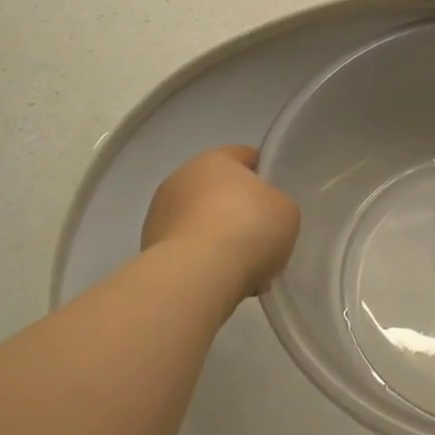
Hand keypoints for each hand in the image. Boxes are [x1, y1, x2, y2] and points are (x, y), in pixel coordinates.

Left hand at [143, 146, 299, 300]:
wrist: (198, 275)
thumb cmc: (249, 229)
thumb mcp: (286, 211)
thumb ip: (276, 204)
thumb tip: (263, 214)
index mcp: (215, 159)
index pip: (244, 155)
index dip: (263, 173)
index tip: (276, 196)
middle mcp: (182, 178)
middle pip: (218, 190)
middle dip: (237, 210)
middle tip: (261, 236)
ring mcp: (160, 213)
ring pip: (200, 221)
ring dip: (217, 236)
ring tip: (242, 266)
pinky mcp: (149, 248)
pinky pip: (187, 248)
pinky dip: (201, 260)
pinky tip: (220, 279)